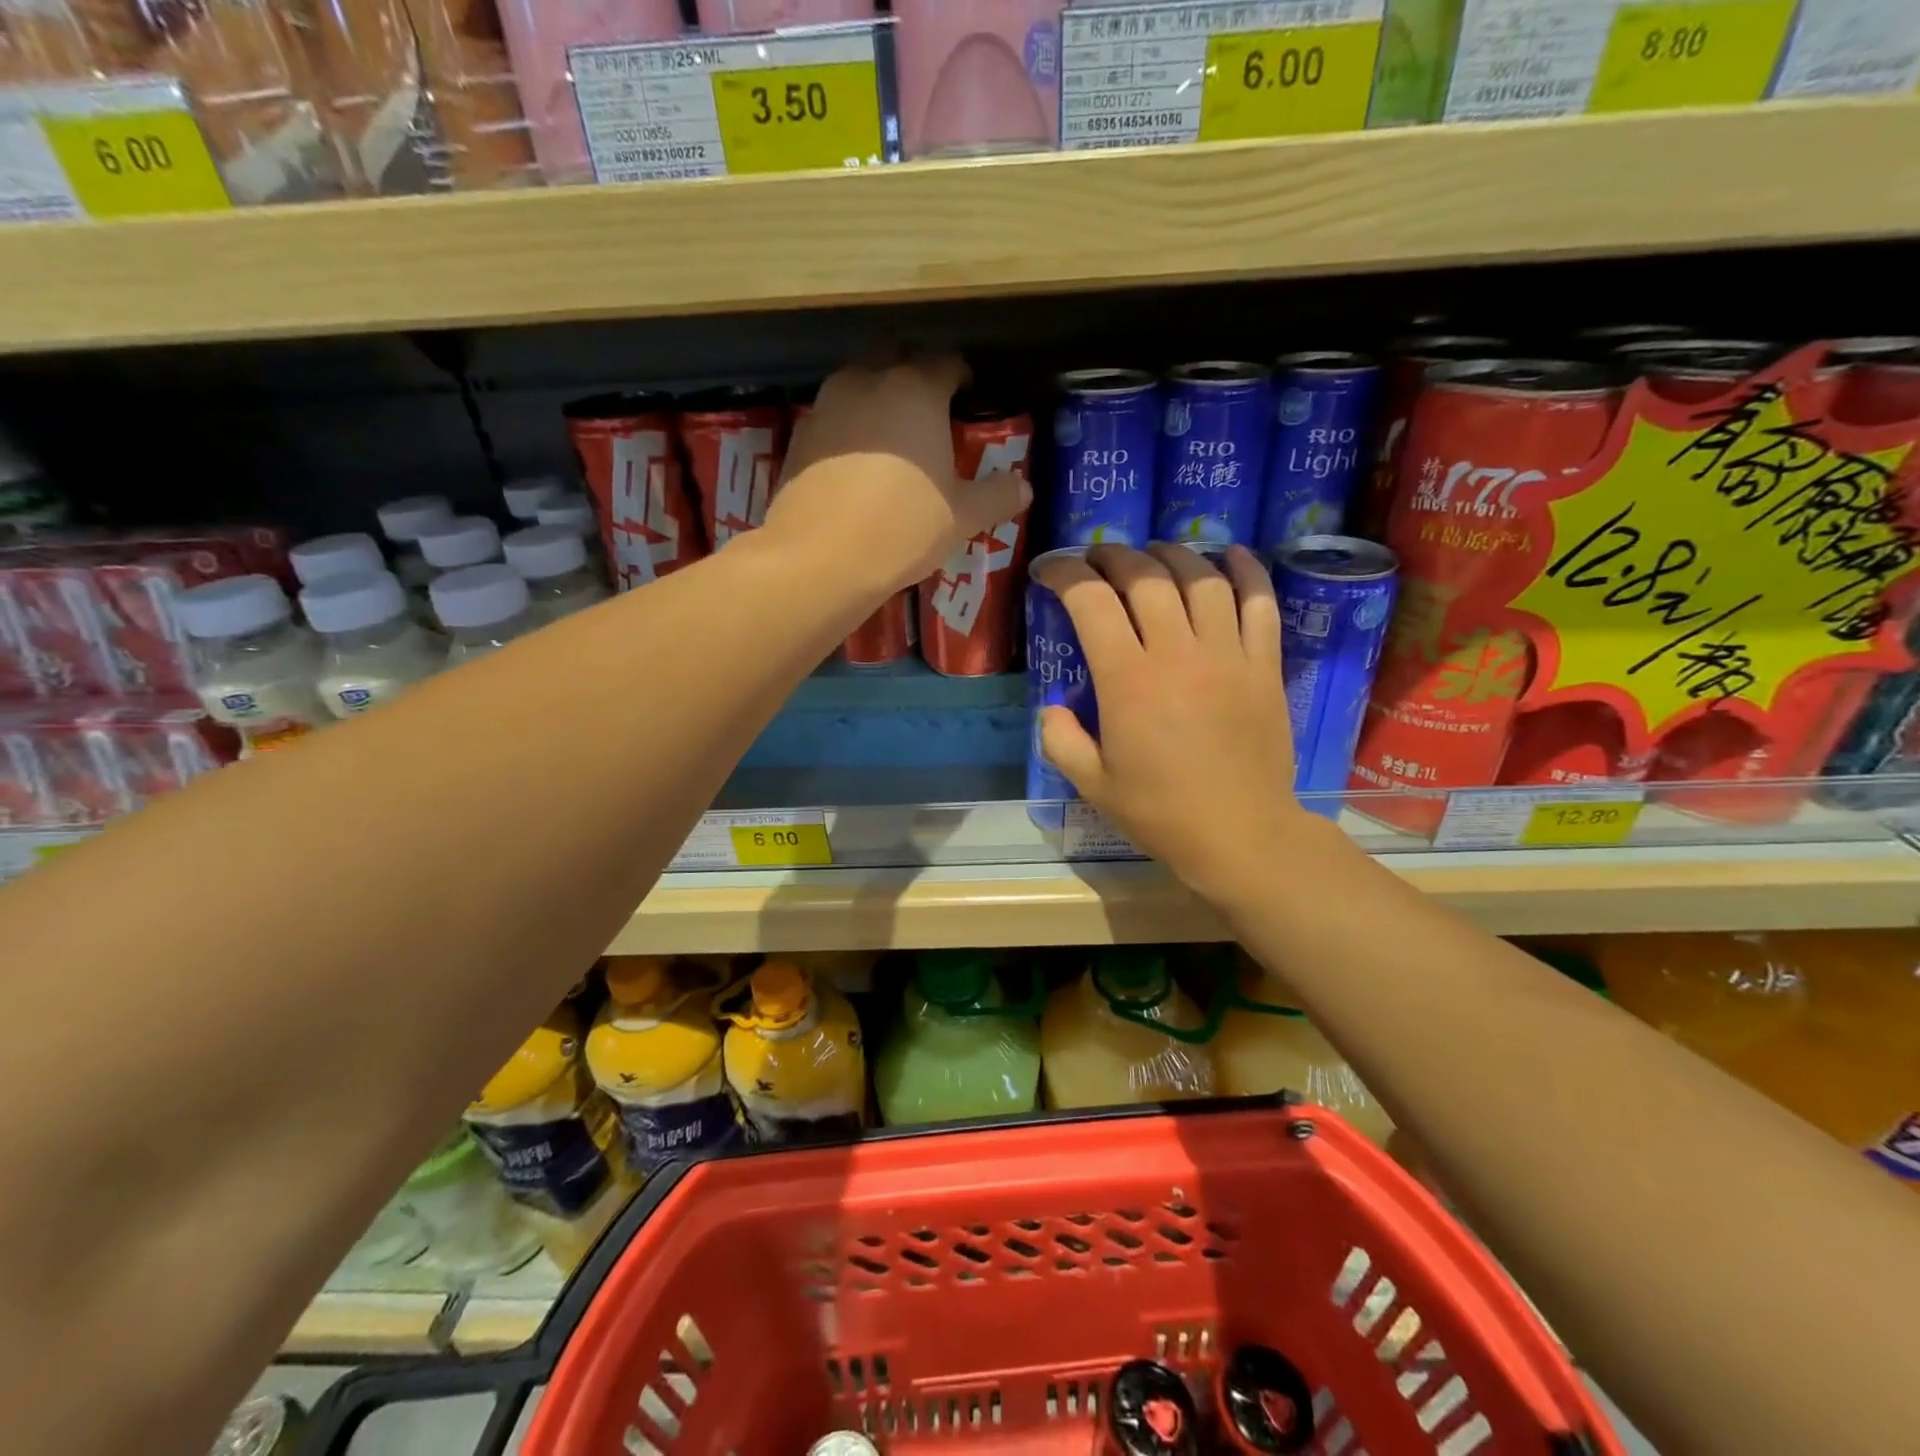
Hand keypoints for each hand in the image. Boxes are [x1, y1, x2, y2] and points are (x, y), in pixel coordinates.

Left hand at [764, 356, 1031, 593]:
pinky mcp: (799, 434)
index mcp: (916, 390)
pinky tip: (855, 464)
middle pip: (897, 360)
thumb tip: (1024, 487)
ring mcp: (827, 404)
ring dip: (877, 399)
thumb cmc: (903, 527)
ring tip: (891, 438)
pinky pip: (832, 417)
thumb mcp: (962, 517)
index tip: (968, 399)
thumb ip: (996, 496)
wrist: (821, 557)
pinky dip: (848, 429)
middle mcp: (869, 381)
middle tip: (930, 414)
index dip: (961, 379)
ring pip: (859, 384)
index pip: (947, 364)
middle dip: (915, 378)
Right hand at [1036, 544, 1336, 903]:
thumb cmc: (1161, 812)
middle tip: (1097, 558)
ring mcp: (1228, 654)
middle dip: (1113, 556)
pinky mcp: (1265, 664)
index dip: (1064, 574)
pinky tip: (1230, 554)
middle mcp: (1177, 653)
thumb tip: (1052, 707)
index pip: (1090, 602)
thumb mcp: (1092, 784)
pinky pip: (1259, 602)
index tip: (1049, 571)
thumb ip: (1060, 740)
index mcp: (1128, 681)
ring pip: (1200, 578)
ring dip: (1171, 555)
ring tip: (1154, 554)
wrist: (1240, 834)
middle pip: (1145, 578)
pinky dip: (1246, 571)